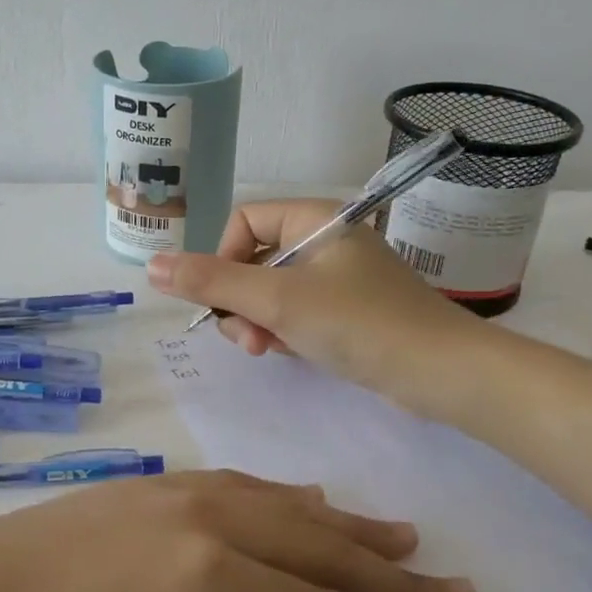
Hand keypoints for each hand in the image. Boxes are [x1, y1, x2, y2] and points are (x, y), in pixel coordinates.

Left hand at [0, 471, 473, 591]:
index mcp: (213, 578)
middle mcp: (213, 517)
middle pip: (325, 552)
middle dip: (397, 582)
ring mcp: (186, 490)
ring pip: (294, 508)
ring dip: (355, 531)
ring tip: (410, 543)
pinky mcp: (162, 482)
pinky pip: (251, 486)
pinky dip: (297, 501)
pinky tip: (319, 504)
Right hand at [145, 198, 475, 408]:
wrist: (440, 372)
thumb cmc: (358, 323)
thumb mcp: (277, 300)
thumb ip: (212, 282)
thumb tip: (151, 265)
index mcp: (315, 219)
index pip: (244, 222)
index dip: (222, 259)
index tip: (222, 300)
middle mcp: (326, 240)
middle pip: (255, 260)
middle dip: (241, 302)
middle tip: (250, 339)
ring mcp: (339, 277)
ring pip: (273, 292)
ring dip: (260, 322)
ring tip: (271, 350)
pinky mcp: (349, 310)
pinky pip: (298, 313)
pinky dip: (287, 332)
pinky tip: (295, 353)